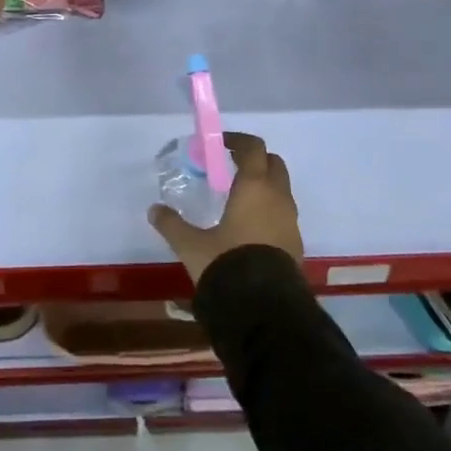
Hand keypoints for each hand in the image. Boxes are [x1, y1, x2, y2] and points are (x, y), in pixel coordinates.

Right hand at [147, 133, 302, 283]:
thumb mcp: (192, 246)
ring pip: (281, 189)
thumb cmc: (227, 264)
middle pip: (273, 163)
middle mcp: (278, 197)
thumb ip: (173, 225)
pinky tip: (250, 228)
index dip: (238, 141)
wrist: (265, 309)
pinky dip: (270, 210)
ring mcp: (291, 221)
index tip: (221, 144)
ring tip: (239, 198)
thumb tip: (154, 210)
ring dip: (264, 186)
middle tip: (232, 166)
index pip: (253, 148)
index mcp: (254, 186)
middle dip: (255, 160)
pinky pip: (284, 214)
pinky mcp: (296, 243)